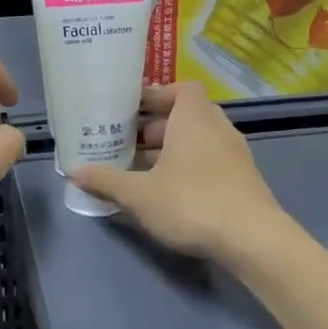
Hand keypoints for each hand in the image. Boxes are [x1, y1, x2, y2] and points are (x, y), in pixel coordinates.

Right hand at [71, 83, 285, 259]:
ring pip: (199, 140)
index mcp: (194, 118)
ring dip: (173, 150)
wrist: (253, 239)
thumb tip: (74, 172)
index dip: (156, 95)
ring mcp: (235, 154)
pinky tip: (170, 193)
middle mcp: (218, 128)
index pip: (180, 89)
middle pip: (186, 115)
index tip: (132, 111)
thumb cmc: (192, 202)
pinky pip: (211, 161)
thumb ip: (107, 180)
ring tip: (143, 170)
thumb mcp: (140, 195)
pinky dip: (190, 167)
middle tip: (128, 144)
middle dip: (156, 128)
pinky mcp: (243, 179)